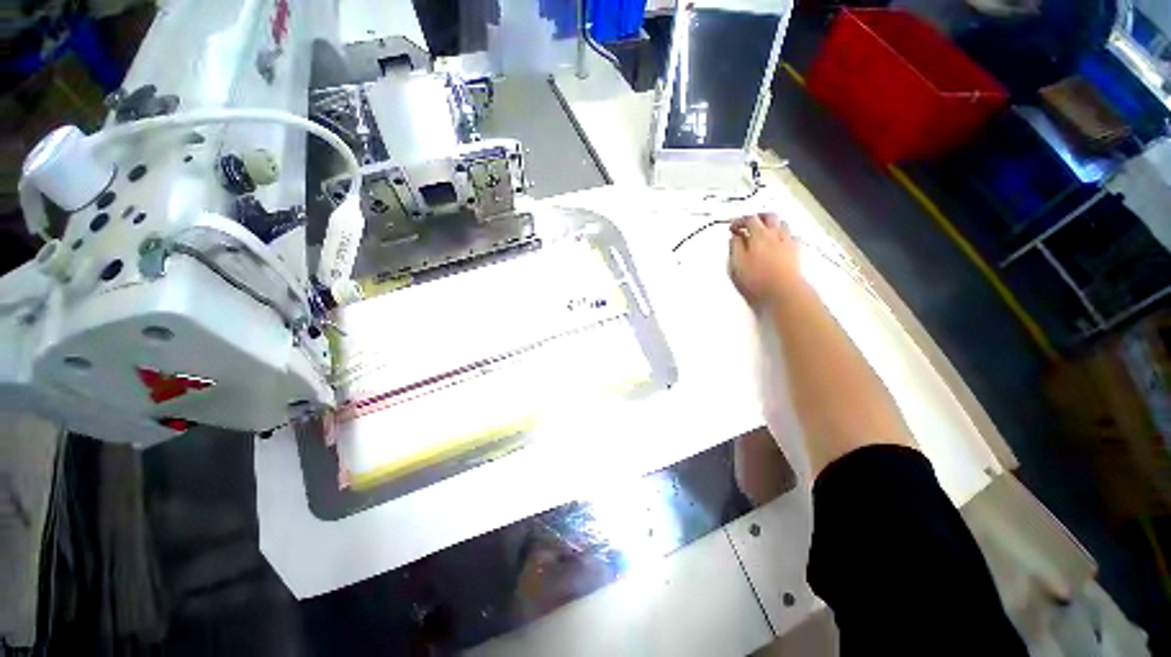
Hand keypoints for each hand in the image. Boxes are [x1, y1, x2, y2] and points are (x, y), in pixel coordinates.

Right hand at [728, 213, 801, 307]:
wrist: (783, 291)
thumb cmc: (757, 279)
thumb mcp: (737, 264)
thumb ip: (735, 247)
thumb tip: (735, 237)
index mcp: (758, 235)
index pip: (749, 219)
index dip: (739, 221)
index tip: (732, 228)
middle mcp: (775, 234)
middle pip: (769, 216)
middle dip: (758, 217)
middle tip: (750, 223)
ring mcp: (787, 242)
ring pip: (782, 224)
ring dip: (772, 224)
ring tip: (765, 231)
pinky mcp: (795, 252)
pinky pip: (791, 237)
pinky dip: (784, 235)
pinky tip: (780, 242)